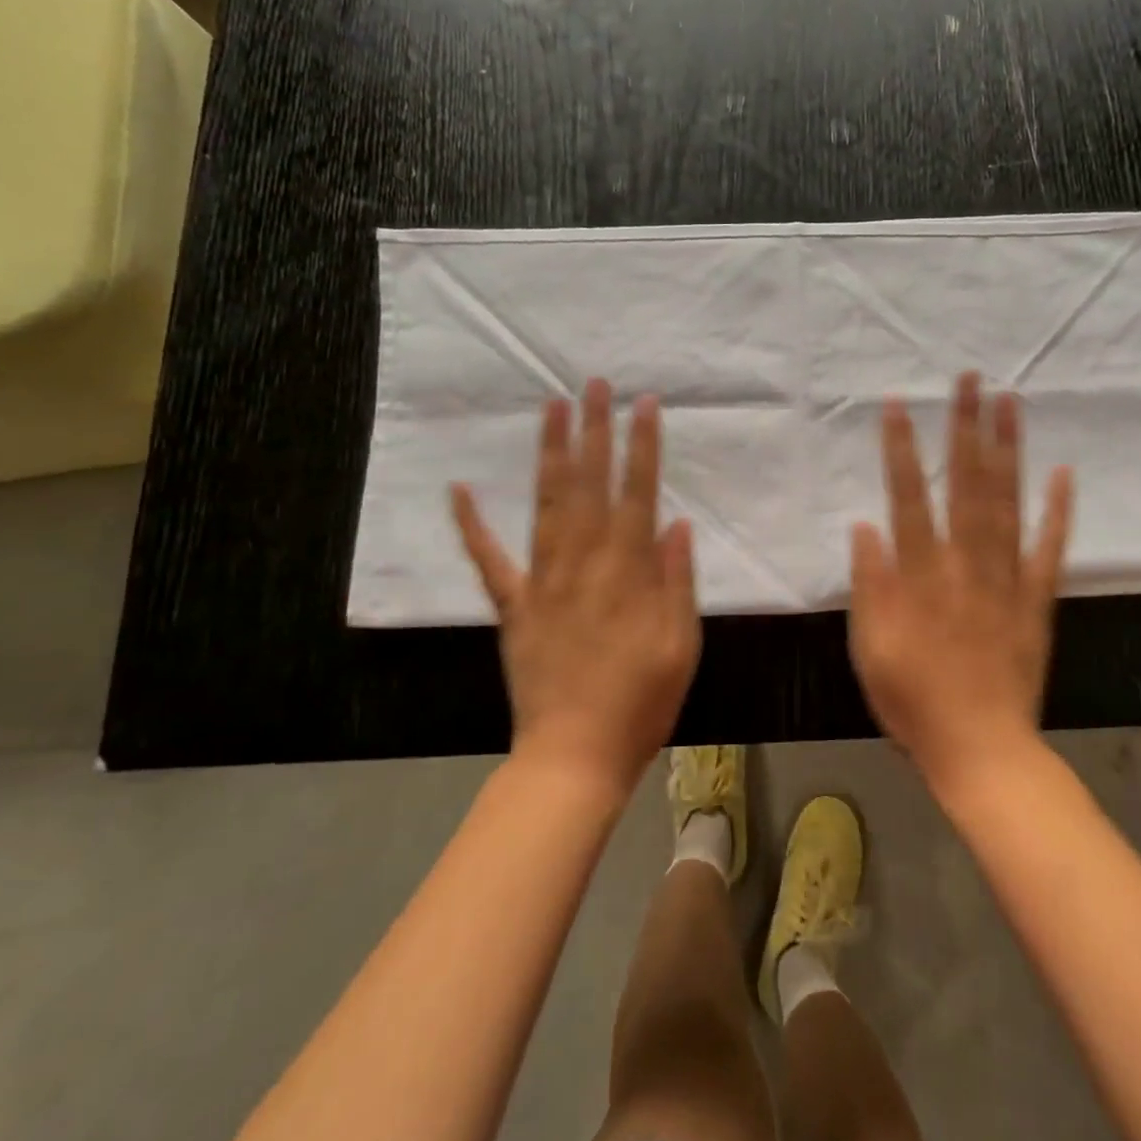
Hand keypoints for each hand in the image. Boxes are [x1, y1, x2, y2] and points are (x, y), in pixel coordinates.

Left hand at [451, 379, 698, 793]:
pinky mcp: (513, 606)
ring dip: (550, 454)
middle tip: (593, 384)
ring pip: (547, 506)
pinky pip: (489, 561)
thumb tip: (677, 525)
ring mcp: (542, 582)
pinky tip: (459, 490)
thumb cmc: (641, 702)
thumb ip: (677, 582)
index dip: (643, 447)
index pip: (638, 494)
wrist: (573, 756)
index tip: (646, 405)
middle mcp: (583, 564)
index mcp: (628, 573)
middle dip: (594, 431)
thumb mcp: (680, 645)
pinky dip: (472, 526)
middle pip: (590, 486)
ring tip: (553, 408)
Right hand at [848, 372, 1072, 795]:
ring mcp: (1008, 579)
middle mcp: (966, 565)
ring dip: (1008, 451)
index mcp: (921, 576)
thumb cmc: (913, 703)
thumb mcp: (870, 650)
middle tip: (970, 380)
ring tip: (1010, 403)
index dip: (901, 450)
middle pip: (966, 485)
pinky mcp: (1038, 600)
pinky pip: (1050, 549)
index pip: (909, 499)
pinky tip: (1063, 473)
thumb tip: (865, 526)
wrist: (982, 751)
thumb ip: (869, 586)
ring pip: (1008, 503)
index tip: (899, 405)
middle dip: (965, 428)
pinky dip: (1058, 511)